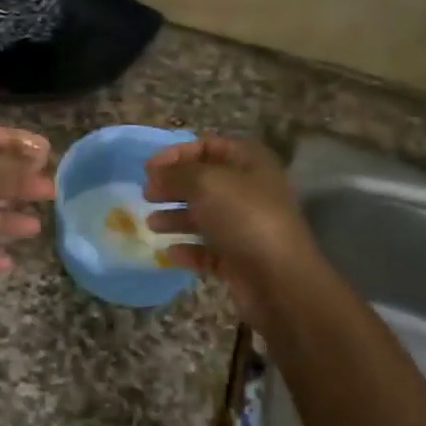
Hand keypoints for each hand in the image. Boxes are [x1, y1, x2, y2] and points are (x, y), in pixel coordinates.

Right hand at [143, 136, 321, 326]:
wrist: (279, 279)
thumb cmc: (244, 218)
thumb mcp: (206, 183)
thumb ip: (176, 173)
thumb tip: (156, 174)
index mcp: (250, 163)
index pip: (209, 146)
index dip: (177, 153)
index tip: (148, 168)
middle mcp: (250, 191)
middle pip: (204, 182)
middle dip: (173, 186)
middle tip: (147, 195)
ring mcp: (246, 227)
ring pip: (204, 217)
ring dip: (176, 218)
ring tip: (151, 224)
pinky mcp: (239, 259)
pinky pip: (208, 250)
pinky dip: (188, 249)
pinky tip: (169, 253)